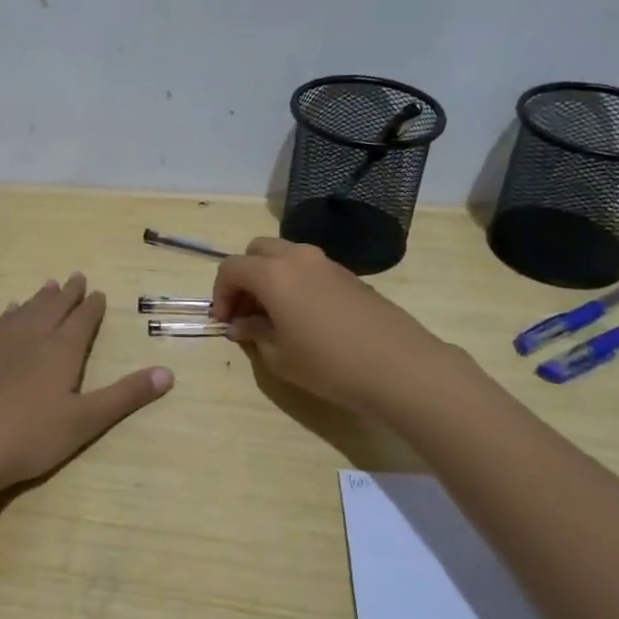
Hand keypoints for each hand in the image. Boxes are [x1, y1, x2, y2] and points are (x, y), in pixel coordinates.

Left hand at [0, 273, 172, 497]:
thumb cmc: (31, 436)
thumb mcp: (86, 420)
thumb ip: (125, 396)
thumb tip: (168, 373)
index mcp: (61, 351)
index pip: (81, 321)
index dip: (92, 307)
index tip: (98, 293)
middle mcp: (32, 339)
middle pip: (53, 308)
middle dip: (68, 294)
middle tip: (76, 277)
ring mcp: (1, 346)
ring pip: (26, 312)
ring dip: (40, 298)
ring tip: (49, 286)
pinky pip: (1, 324)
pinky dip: (11, 313)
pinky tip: (10, 312)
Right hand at [211, 238, 451, 414]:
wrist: (398, 366)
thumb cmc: (328, 363)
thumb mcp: (279, 356)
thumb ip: (253, 334)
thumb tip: (241, 325)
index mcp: (273, 273)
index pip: (231, 268)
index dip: (220, 294)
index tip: (224, 322)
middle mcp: (297, 257)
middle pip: (257, 252)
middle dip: (244, 278)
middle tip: (244, 312)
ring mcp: (326, 263)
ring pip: (285, 256)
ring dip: (270, 278)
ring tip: (272, 316)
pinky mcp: (348, 275)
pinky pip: (308, 268)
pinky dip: (294, 283)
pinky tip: (302, 317)